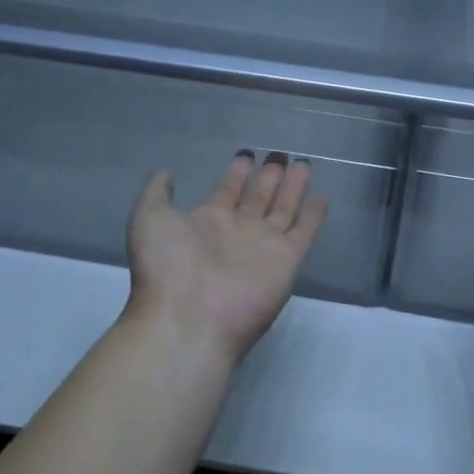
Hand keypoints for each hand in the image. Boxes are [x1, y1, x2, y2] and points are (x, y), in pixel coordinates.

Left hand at [123, 152, 329, 363]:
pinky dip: (315, 215)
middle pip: (258, 198)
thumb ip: (157, 193)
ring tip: (303, 164)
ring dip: (294, 188)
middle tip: (280, 155)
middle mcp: (237, 232)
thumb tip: (167, 173)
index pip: (227, 191)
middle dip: (268, 177)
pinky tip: (324, 197)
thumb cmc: (166, 266)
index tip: (246, 155)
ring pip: (284, 209)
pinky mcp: (287, 260)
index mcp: (206, 222)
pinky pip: (305, 232)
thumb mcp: (149, 219)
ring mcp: (264, 246)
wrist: (189, 318)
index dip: (237, 174)